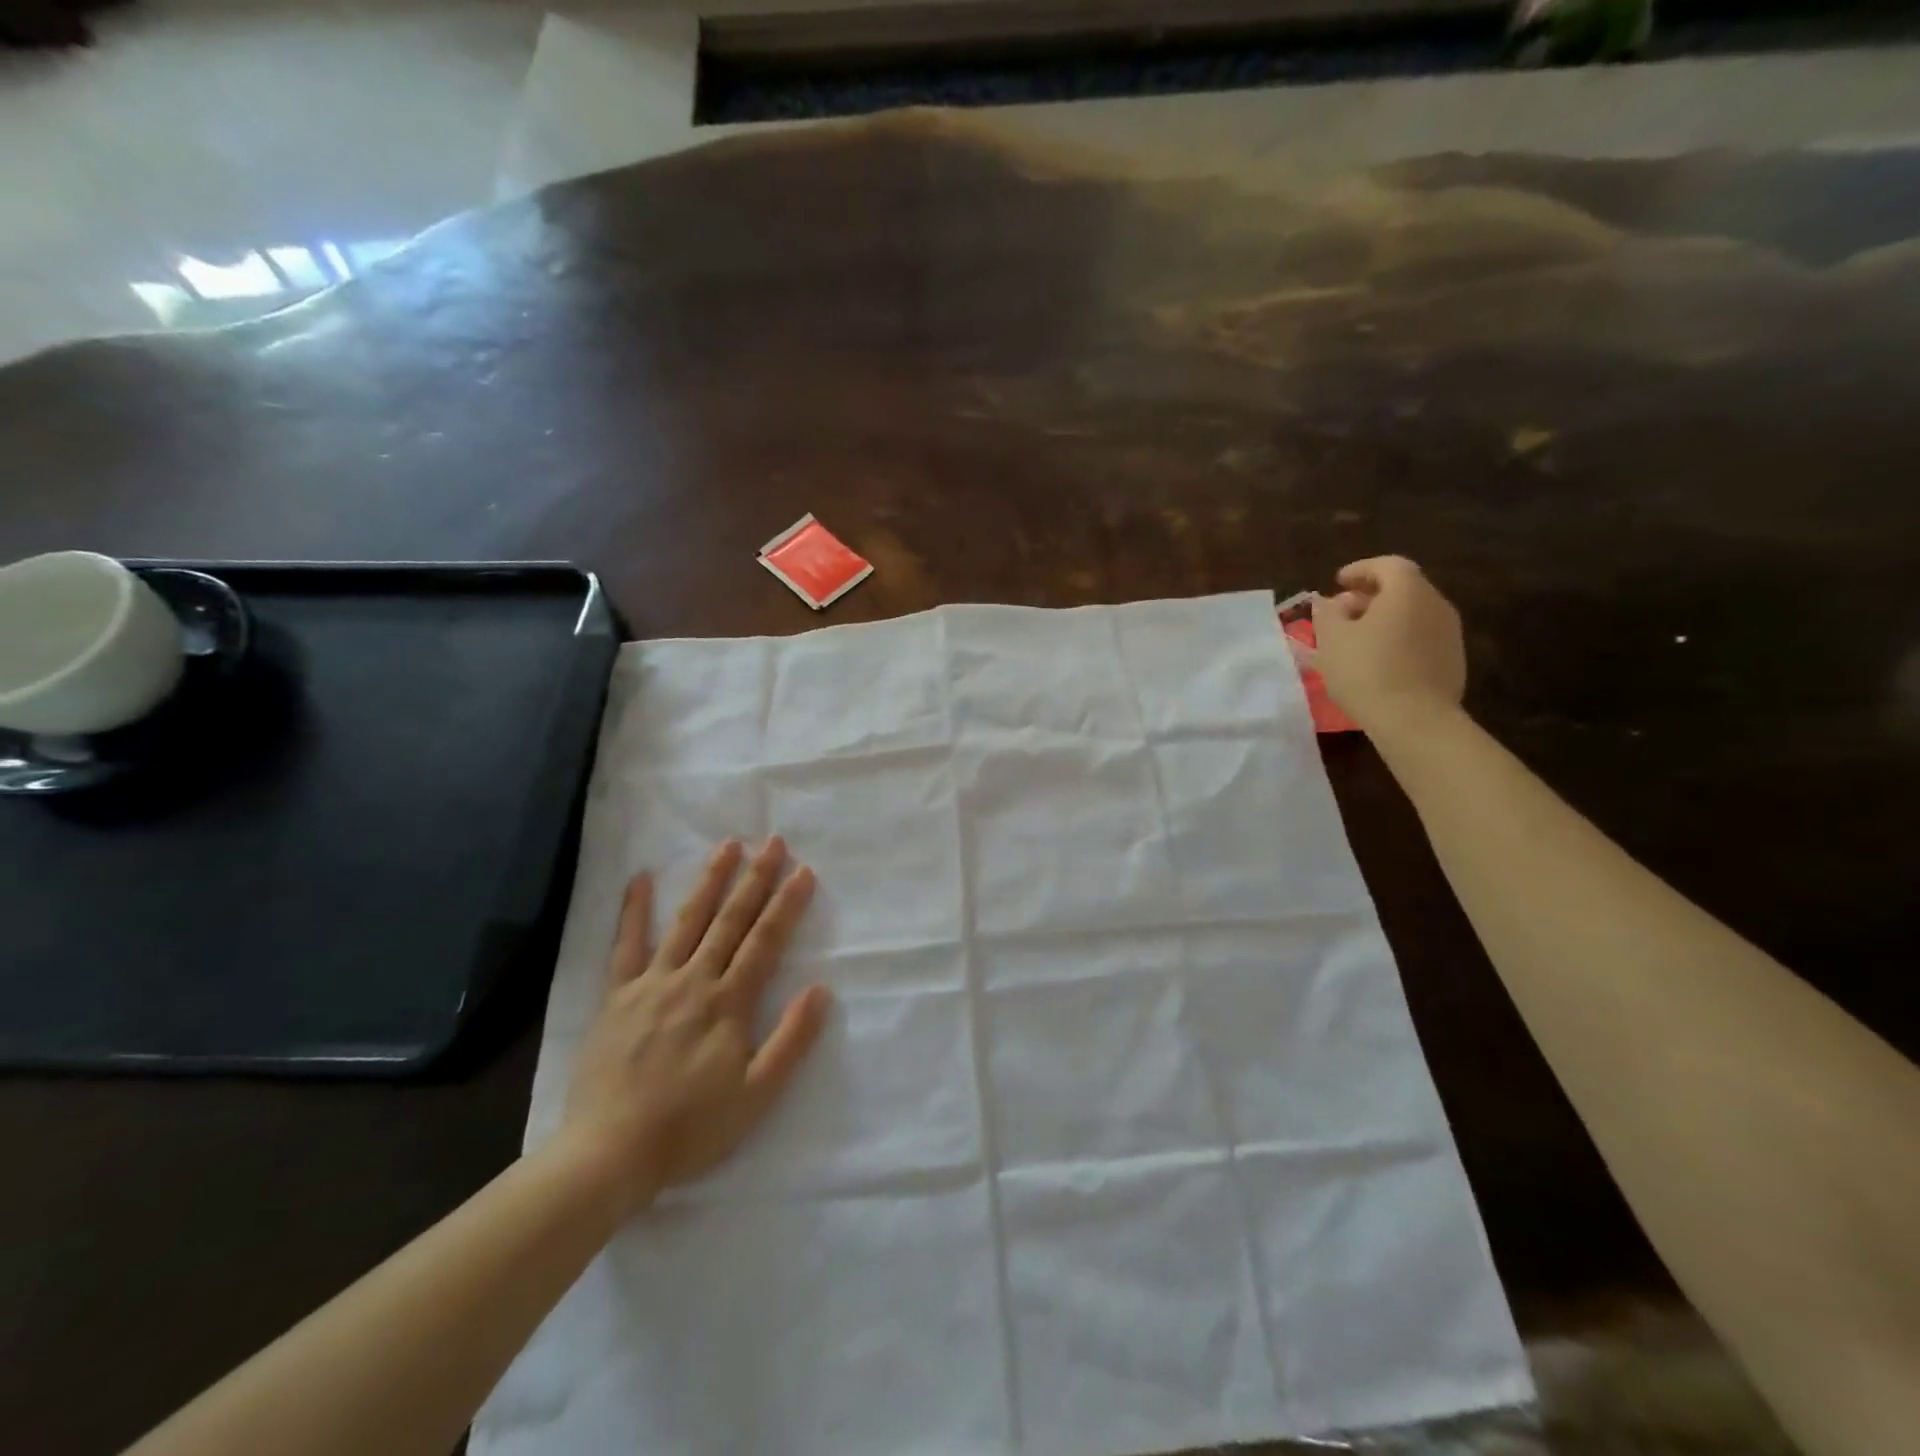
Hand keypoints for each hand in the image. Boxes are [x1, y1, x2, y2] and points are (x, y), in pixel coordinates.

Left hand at [554, 838, 831, 1217]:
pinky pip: (626, 946)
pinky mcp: (617, 996)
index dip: (787, 904)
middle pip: (731, 920)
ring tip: (728, 845)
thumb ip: (791, 1040)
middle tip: (773, 841)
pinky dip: (634, 911)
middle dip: (755, 878)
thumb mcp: (756, 1096)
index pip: (765, 942)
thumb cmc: (690, 1128)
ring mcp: (652, 984)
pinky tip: (641, 879)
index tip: (804, 871)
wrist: (608, 1154)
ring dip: (710, 881)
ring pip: (687, 921)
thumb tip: (821, 989)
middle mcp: (694, 981)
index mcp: (729, 1003)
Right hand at [1312, 555, 1466, 738]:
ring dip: (1385, 619)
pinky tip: (1379, 661)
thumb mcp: (1332, 639)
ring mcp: (1450, 633)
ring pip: (1413, 614)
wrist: (1415, 720)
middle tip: (1342, 611)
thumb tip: (1327, 601)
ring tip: (1358, 638)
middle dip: (1371, 595)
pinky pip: (1421, 637)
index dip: (1360, 569)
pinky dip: (1399, 638)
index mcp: (1408, 591)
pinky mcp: (1453, 660)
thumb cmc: (1366, 671)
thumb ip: (1327, 613)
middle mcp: (1436, 604)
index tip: (1337, 582)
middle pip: (1403, 588)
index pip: (1387, 565)